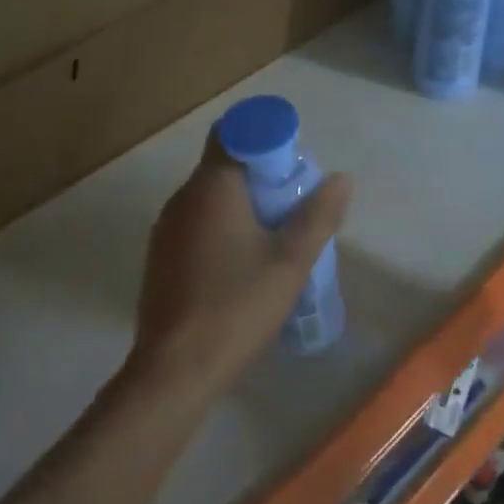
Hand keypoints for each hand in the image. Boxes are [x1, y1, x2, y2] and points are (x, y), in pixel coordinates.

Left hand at [132, 129, 351, 395]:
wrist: (176, 370)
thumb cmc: (237, 306)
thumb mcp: (290, 261)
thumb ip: (318, 216)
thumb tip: (342, 179)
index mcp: (211, 188)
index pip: (233, 134)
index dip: (266, 140)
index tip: (293, 166)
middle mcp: (181, 199)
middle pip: (223, 167)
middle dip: (261, 178)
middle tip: (295, 205)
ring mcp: (165, 231)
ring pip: (209, 200)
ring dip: (243, 206)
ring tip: (276, 238)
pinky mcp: (160, 259)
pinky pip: (196, 226)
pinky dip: (223, 230)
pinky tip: (244, 266)